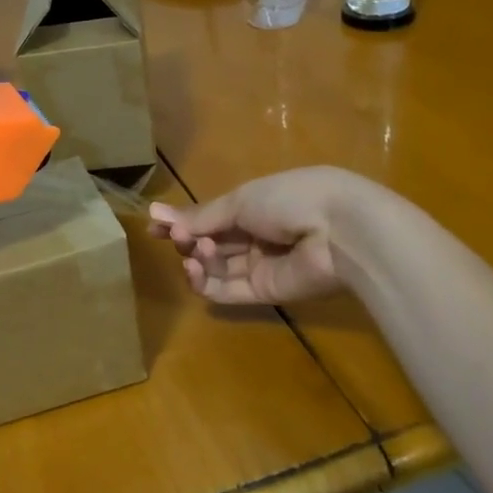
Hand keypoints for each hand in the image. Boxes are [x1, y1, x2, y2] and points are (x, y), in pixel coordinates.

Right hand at [147, 167, 359, 303]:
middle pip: (212, 243)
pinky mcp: (266, 293)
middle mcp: (257, 236)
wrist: (339, 230)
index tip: (153, 226)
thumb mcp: (239, 201)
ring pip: (217, 269)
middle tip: (176, 237)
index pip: (211, 217)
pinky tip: (194, 270)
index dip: (183, 222)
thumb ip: (201, 216)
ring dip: (198, 260)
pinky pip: (229, 292)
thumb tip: (156, 213)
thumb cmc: (289, 199)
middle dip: (189, 240)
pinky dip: (207, 284)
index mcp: (255, 205)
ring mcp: (262, 266)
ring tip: (196, 252)